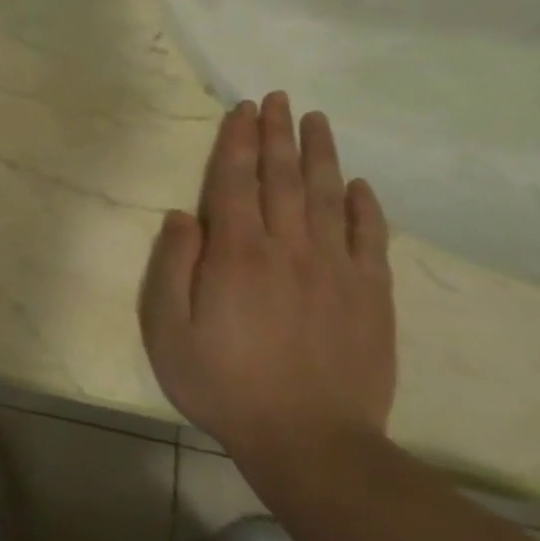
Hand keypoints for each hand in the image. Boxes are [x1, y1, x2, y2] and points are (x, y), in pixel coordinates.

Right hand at [139, 92, 395, 467]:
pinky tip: (360, 185)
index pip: (235, 181)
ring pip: (328, 198)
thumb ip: (172, 265)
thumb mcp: (168, 328)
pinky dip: (367, 208)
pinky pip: (372, 240)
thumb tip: (183, 215)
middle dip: (277, 134)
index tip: (242, 109)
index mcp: (236, 253)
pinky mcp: (371, 297)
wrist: (310, 441)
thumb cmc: (222, 382)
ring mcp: (336, 271)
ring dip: (320, 155)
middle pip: (282, 179)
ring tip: (315, 120)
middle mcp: (288, 248)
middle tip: (277, 98)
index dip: (237, 141)